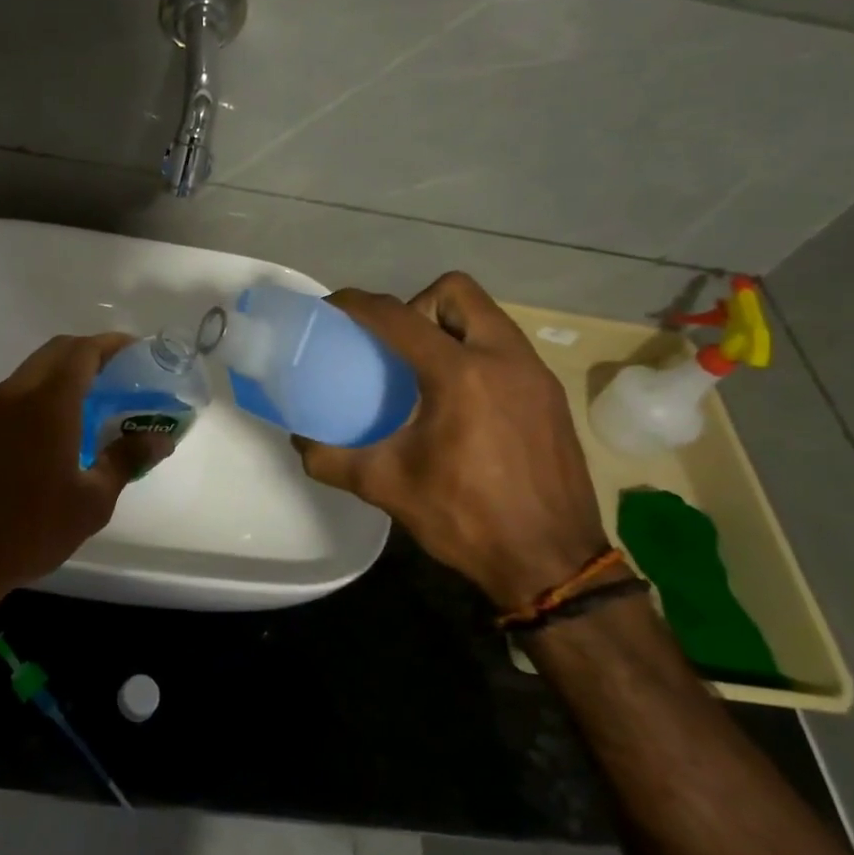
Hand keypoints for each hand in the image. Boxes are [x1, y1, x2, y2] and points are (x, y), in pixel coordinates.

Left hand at [0, 334, 173, 600]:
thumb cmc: (31, 529)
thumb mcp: (91, 501)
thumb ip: (126, 459)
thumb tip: (159, 438)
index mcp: (47, 403)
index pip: (83, 352)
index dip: (112, 344)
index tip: (137, 351)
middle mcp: (14, 394)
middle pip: (56, 352)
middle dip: (89, 353)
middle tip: (119, 374)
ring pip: (32, 371)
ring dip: (62, 373)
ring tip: (92, 402)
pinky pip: (14, 395)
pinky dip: (40, 394)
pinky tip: (54, 431)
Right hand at [294, 274, 607, 608]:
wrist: (552, 563)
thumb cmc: (465, 518)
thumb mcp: (385, 486)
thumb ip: (332, 459)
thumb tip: (301, 442)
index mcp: (459, 374)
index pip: (397, 316)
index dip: (357, 304)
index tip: (333, 307)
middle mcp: (503, 359)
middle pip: (456, 291)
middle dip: (416, 303)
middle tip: (394, 346)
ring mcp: (534, 374)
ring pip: (487, 316)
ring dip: (449, 326)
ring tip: (423, 371)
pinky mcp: (550, 395)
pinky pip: (506, 347)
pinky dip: (475, 352)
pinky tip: (459, 400)